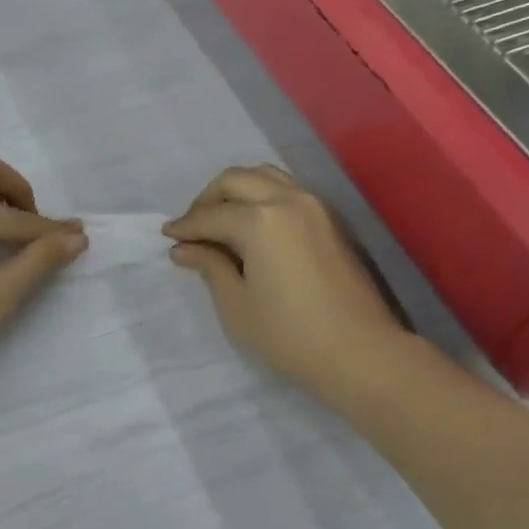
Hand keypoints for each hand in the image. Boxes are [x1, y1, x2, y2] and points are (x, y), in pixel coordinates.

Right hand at [164, 165, 409, 401]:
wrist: (360, 351)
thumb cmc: (289, 334)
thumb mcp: (237, 304)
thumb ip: (210, 266)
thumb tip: (184, 248)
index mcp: (260, 219)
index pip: (211, 215)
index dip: (185, 226)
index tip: (167, 236)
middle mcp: (287, 199)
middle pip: (236, 180)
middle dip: (207, 199)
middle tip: (192, 227)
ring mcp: (314, 205)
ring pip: (265, 176)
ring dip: (237, 191)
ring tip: (220, 221)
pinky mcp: (330, 219)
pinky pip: (288, 189)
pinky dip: (262, 196)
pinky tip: (252, 225)